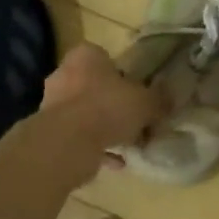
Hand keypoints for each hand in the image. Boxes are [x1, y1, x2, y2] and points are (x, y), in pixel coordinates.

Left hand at [41, 44, 165, 160]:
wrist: (67, 143)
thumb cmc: (107, 107)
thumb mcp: (145, 102)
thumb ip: (158, 100)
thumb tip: (169, 99)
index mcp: (85, 56)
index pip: (105, 58)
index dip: (123, 75)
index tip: (137, 92)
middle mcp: (64, 74)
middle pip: (94, 86)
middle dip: (113, 103)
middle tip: (134, 118)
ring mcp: (52, 104)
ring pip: (86, 113)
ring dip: (104, 127)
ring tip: (128, 143)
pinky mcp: (49, 132)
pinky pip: (79, 137)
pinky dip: (96, 147)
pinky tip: (116, 161)